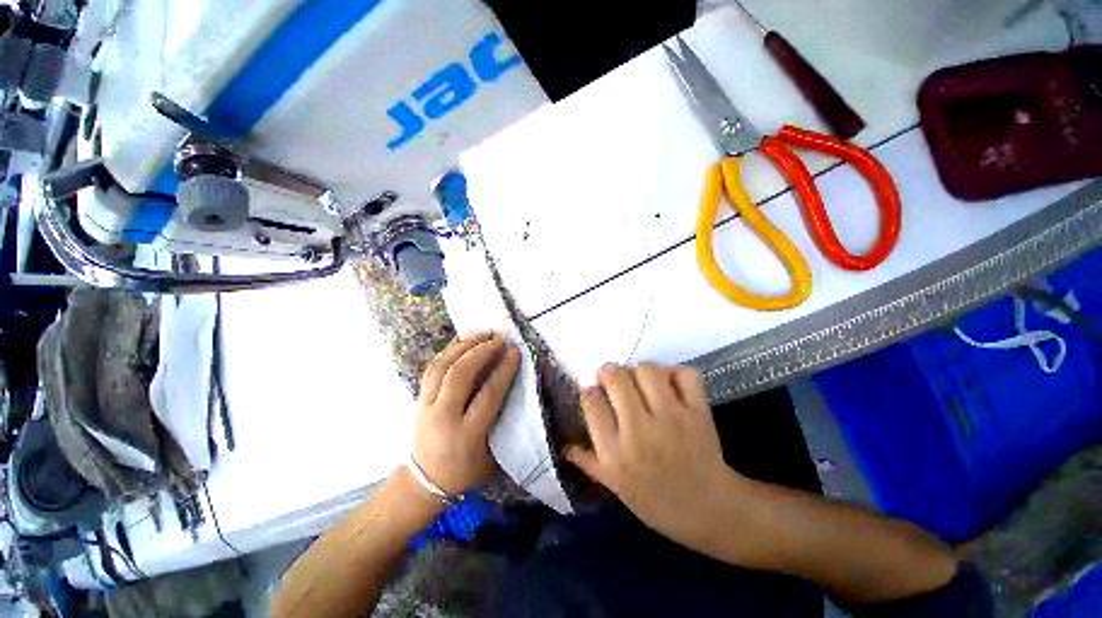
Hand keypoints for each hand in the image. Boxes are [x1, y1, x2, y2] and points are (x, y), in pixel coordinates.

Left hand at [413, 332, 520, 495]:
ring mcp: (426, 406)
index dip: (503, 370)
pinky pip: (433, 368)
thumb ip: (504, 423)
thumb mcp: (493, 456)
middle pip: (460, 375)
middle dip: (481, 352)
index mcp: (467, 435)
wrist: (424, 483)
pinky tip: (462, 342)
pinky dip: (448, 351)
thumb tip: (517, 390)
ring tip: (482, 334)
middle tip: (498, 339)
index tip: (515, 352)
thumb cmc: (466, 471)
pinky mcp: (418, 399)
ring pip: (442, 367)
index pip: (487, 394)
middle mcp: (443, 417)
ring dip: (464, 346)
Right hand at [566, 363, 742, 549]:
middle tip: (611, 379)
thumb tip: (564, 444)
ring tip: (638, 381)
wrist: (709, 510)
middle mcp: (640, 431)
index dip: (589, 391)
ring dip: (638, 370)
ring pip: (647, 370)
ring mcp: (672, 419)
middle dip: (608, 372)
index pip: (592, 403)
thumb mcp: (616, 487)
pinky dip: (673, 372)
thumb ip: (588, 462)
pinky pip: (684, 375)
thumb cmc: (656, 501)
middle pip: (617, 379)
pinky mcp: (698, 412)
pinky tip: (667, 383)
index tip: (593, 392)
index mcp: (615, 453)